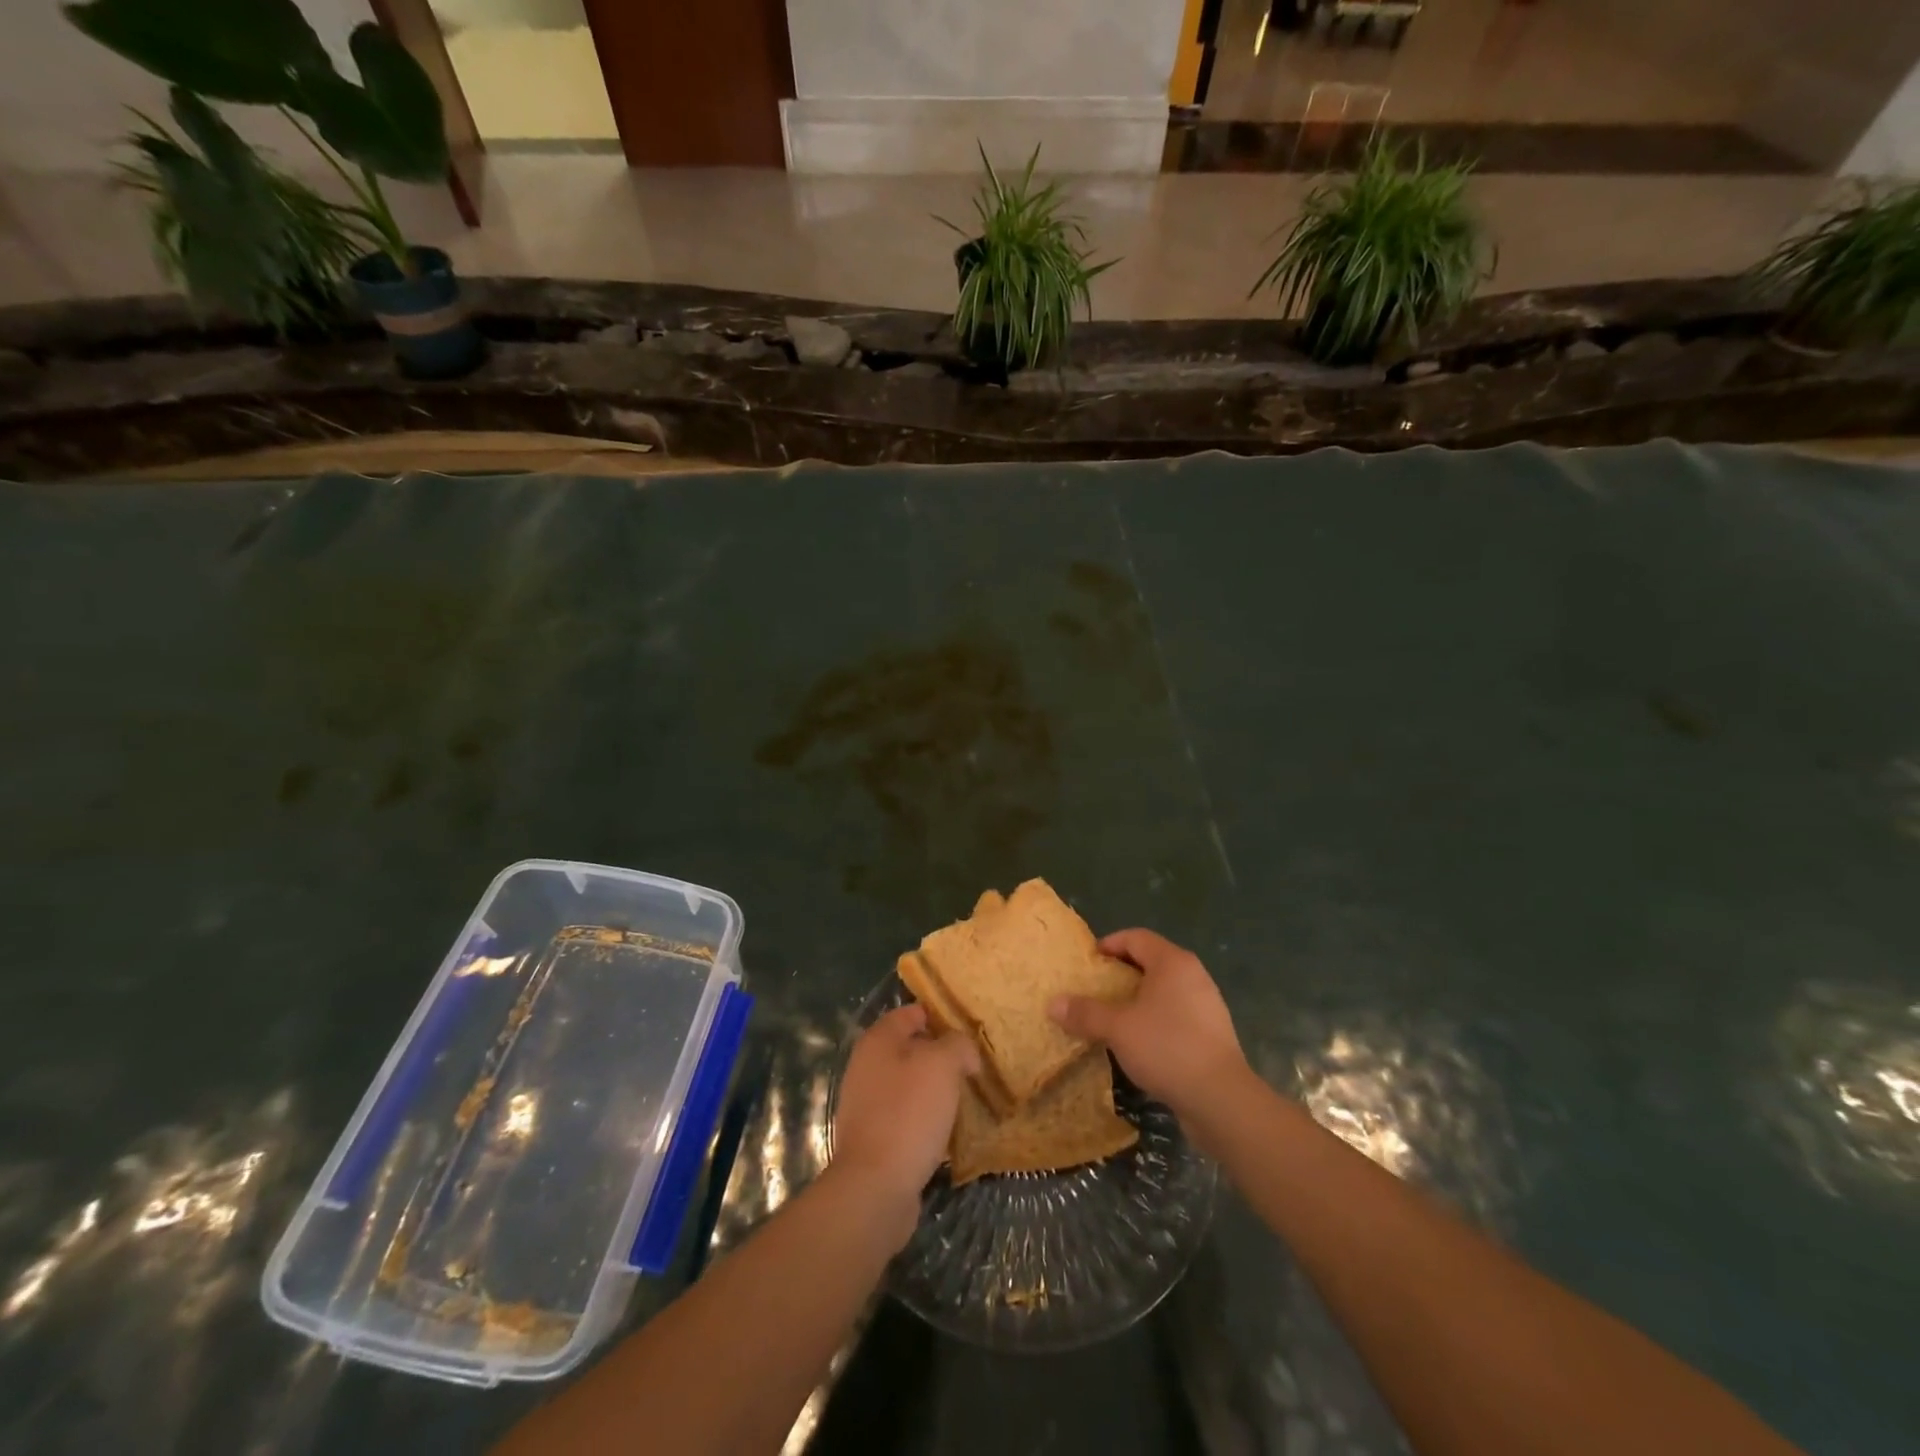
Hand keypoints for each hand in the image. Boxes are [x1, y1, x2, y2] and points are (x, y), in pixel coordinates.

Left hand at [830, 1004, 977, 1242]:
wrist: (875, 1187)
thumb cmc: (908, 1113)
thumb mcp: (942, 1065)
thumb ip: (957, 1045)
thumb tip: (963, 1051)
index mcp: (878, 1040)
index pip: (913, 1012)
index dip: (942, 1017)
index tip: (971, 1031)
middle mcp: (867, 1066)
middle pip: (911, 1048)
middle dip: (942, 1055)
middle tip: (974, 1066)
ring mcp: (867, 1103)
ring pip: (910, 1083)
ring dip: (936, 1088)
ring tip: (966, 1097)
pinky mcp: (874, 1136)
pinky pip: (906, 1115)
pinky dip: (926, 1118)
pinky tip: (947, 1129)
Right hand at [1050, 929, 1248, 1124]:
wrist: (1221, 1099)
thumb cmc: (1166, 1047)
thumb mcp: (1117, 1029)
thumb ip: (1085, 1013)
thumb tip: (1053, 1004)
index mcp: (1172, 962)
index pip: (1136, 938)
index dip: (1109, 944)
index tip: (1087, 963)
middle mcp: (1193, 975)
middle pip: (1151, 961)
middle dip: (1121, 973)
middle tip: (1094, 990)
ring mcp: (1206, 1004)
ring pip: (1164, 990)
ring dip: (1137, 999)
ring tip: (1112, 1017)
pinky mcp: (1212, 1033)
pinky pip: (1176, 1014)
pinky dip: (1154, 1020)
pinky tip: (1138, 1043)